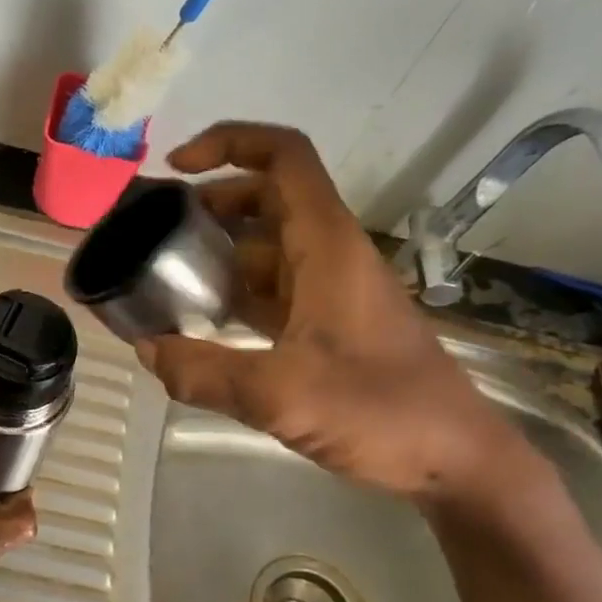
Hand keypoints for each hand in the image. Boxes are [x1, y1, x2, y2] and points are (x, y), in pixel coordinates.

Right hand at [137, 123, 530, 503]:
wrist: (455, 459)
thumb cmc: (380, 411)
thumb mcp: (281, 395)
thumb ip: (204, 373)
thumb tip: (147, 351)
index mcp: (326, 244)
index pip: (283, 157)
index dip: (228, 142)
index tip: (177, 166)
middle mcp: (328, 253)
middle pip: (265, 196)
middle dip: (209, 201)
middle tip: (155, 226)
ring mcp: (329, 289)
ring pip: (265, 244)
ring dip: (217, 249)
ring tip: (163, 271)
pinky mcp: (327, 322)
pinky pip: (270, 287)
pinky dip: (233, 290)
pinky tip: (198, 320)